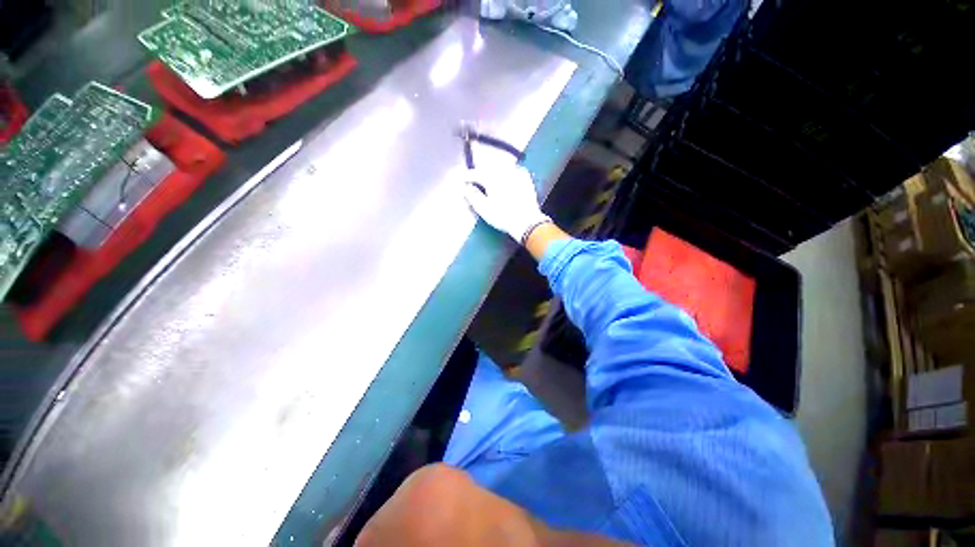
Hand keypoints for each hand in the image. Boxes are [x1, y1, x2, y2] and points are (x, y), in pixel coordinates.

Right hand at [462, 164, 551, 243]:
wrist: (527, 222)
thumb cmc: (503, 217)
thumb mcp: (483, 209)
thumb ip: (472, 196)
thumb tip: (466, 187)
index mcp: (492, 178)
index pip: (475, 174)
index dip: (467, 177)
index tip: (461, 181)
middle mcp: (504, 172)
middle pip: (488, 169)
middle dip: (480, 173)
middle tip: (474, 180)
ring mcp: (517, 174)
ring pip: (501, 168)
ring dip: (493, 172)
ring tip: (489, 179)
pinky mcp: (526, 180)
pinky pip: (514, 171)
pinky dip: (508, 173)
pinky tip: (507, 178)